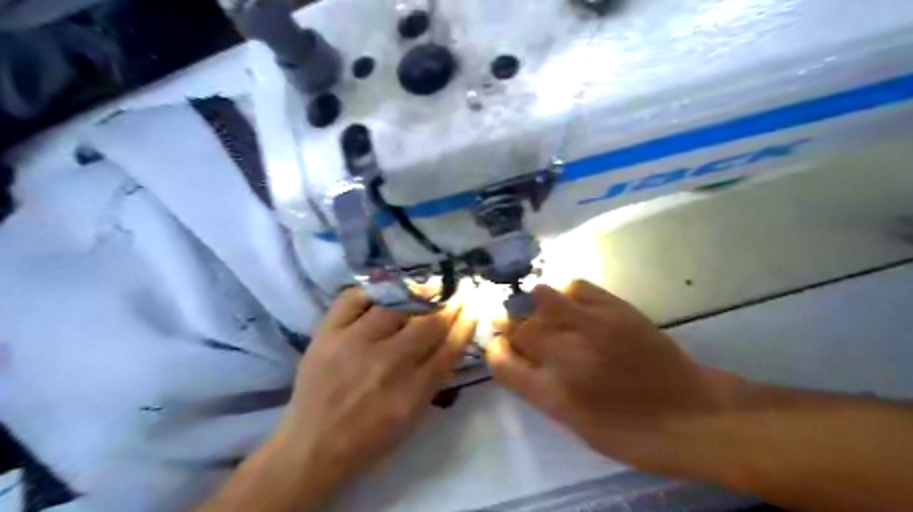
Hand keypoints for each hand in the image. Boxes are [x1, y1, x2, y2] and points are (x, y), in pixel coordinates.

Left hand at [271, 288, 474, 486]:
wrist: (312, 447)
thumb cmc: (368, 439)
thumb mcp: (412, 419)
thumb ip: (434, 382)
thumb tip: (451, 345)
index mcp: (411, 390)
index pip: (449, 348)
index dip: (465, 324)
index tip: (473, 308)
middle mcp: (387, 362)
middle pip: (427, 324)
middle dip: (449, 306)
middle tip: (456, 294)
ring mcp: (354, 343)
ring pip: (394, 306)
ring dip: (417, 294)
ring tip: (427, 287)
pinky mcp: (327, 334)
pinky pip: (352, 299)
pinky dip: (371, 293)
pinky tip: (383, 293)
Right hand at [485, 281, 732, 472]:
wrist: (691, 415)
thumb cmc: (630, 433)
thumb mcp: (575, 425)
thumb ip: (541, 390)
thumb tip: (521, 360)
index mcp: (552, 394)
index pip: (502, 363)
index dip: (494, 351)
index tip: (498, 346)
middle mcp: (565, 355)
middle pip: (519, 329)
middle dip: (515, 330)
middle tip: (526, 334)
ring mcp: (591, 327)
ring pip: (542, 298)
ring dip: (538, 307)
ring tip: (548, 315)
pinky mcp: (616, 309)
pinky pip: (576, 286)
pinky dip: (567, 294)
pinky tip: (574, 306)